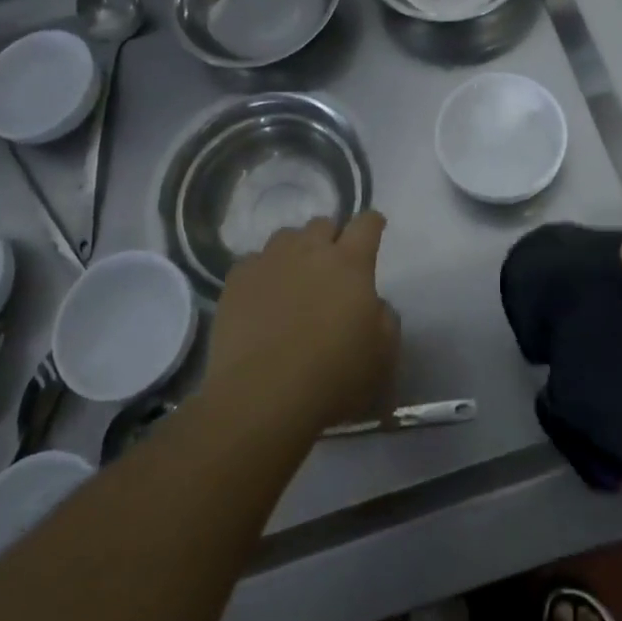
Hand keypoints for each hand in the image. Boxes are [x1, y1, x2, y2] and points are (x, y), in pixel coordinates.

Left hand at [205, 212, 399, 432]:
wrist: (262, 396)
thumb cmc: (333, 377)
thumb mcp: (383, 356)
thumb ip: (385, 319)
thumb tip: (374, 304)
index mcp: (350, 264)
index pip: (366, 224)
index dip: (372, 223)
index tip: (375, 228)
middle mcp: (309, 251)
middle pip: (323, 224)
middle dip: (331, 237)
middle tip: (332, 265)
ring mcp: (269, 261)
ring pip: (286, 237)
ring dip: (296, 250)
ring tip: (294, 277)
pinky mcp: (236, 280)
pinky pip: (253, 262)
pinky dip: (262, 272)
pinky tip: (262, 296)